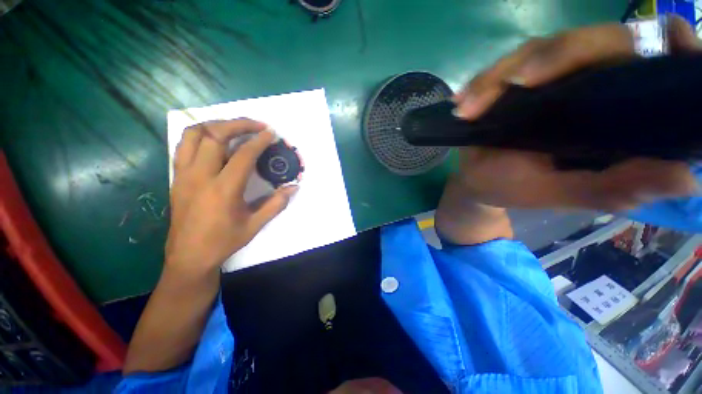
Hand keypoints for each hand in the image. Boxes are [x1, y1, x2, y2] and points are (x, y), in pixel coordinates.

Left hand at [166, 119, 297, 274]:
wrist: (189, 256)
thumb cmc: (224, 241)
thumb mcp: (255, 225)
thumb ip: (276, 203)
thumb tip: (294, 187)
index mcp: (223, 190)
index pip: (243, 155)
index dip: (259, 141)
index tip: (271, 133)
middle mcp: (200, 176)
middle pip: (215, 135)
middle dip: (239, 124)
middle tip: (257, 125)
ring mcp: (184, 175)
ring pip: (193, 135)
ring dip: (216, 125)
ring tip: (235, 127)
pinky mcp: (177, 177)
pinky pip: (184, 146)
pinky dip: (200, 135)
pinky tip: (214, 140)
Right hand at [451, 16, 698, 210]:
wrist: (478, 181)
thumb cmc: (515, 187)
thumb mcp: (562, 192)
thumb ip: (613, 187)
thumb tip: (685, 178)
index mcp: (620, 109)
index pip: (660, 57)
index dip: (665, 45)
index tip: (639, 56)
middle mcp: (595, 81)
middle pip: (595, 40)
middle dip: (553, 59)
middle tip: (511, 87)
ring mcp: (554, 76)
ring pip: (543, 48)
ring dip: (502, 74)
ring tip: (470, 107)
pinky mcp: (520, 78)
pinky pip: (506, 65)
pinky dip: (483, 81)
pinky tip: (464, 101)